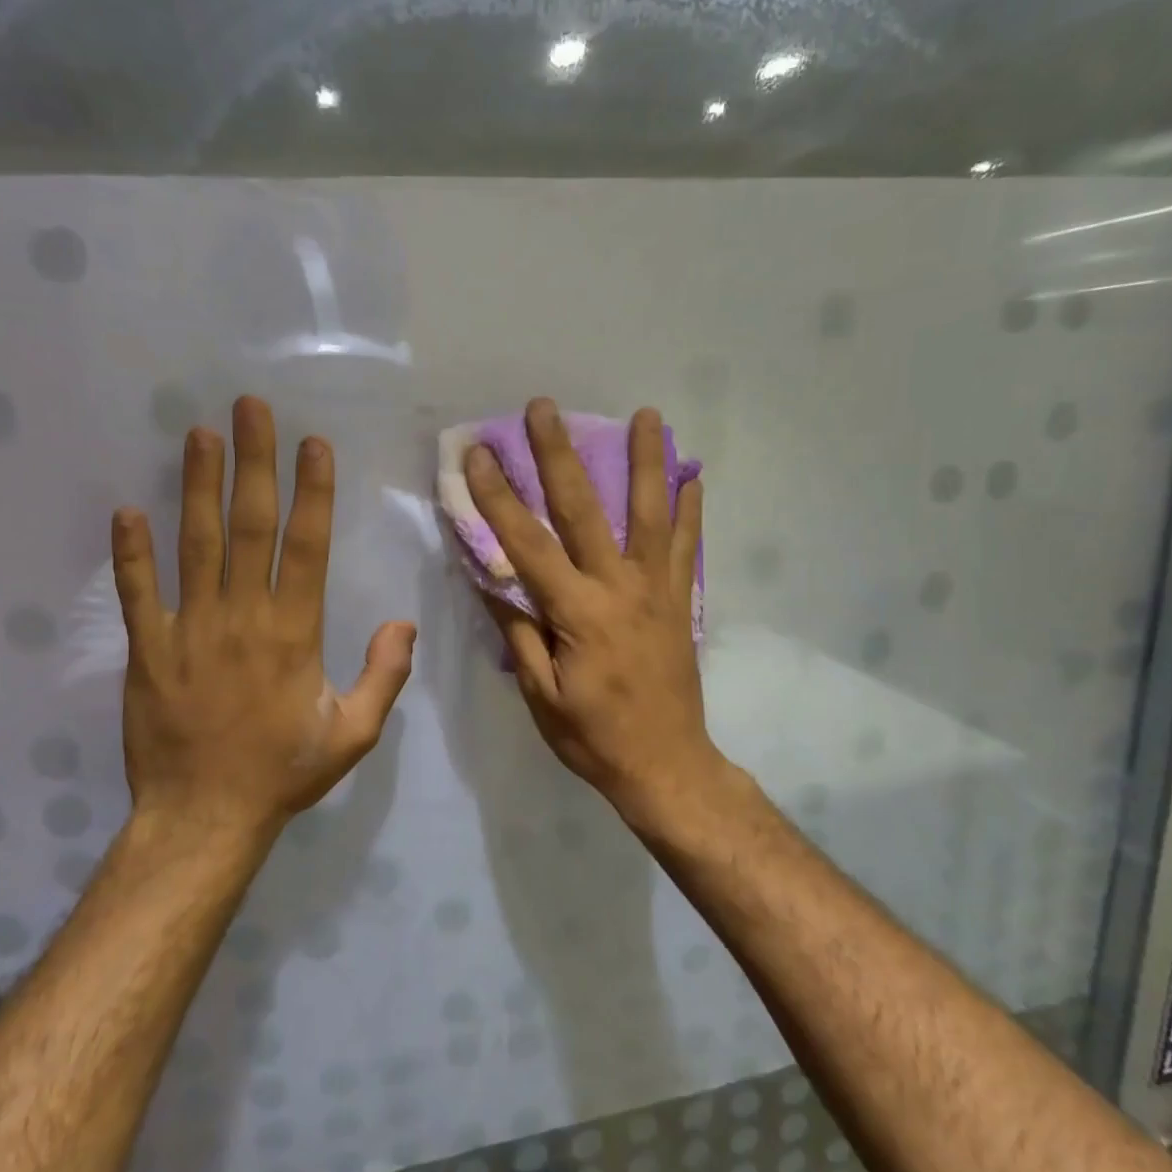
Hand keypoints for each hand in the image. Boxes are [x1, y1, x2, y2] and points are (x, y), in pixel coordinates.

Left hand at [112, 396, 415, 844]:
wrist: (204, 817)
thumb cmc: (283, 772)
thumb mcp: (354, 735)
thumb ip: (384, 676)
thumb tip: (402, 622)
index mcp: (294, 633)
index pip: (307, 547)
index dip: (311, 492)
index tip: (312, 444)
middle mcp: (242, 617)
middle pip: (249, 527)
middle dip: (254, 463)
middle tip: (250, 408)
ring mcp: (188, 630)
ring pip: (195, 545)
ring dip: (198, 486)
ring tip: (199, 434)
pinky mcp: (147, 650)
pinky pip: (137, 593)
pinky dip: (131, 553)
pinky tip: (126, 511)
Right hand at [465, 398, 718, 823]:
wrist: (666, 765)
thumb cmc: (593, 737)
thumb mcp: (540, 696)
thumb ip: (519, 633)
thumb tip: (492, 580)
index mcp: (577, 613)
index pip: (527, 543)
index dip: (499, 497)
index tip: (479, 454)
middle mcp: (619, 588)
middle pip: (585, 509)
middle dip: (559, 454)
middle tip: (544, 407)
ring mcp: (657, 590)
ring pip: (650, 513)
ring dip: (645, 460)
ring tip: (646, 414)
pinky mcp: (680, 600)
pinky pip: (686, 546)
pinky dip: (690, 509)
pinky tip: (692, 475)